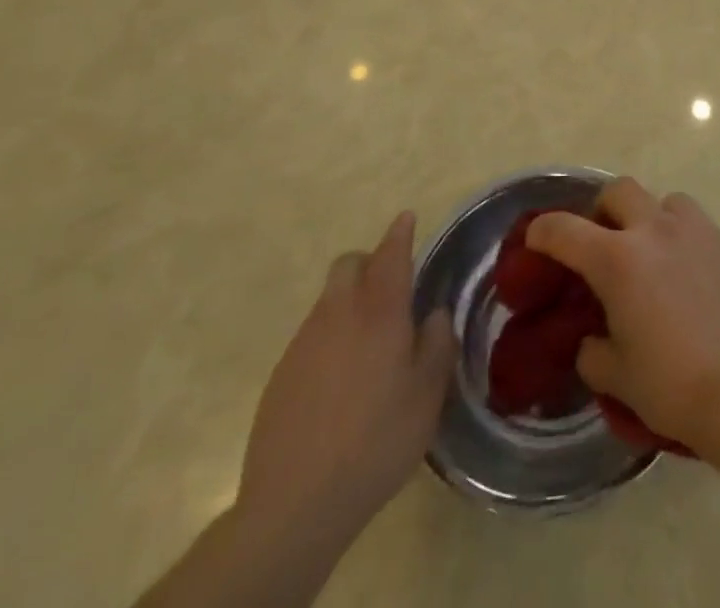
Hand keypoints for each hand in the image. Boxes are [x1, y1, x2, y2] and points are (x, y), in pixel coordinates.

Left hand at [236, 212, 454, 547]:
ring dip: (350, 300)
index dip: (400, 233)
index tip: (407, 217)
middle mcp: (339, 313)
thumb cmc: (377, 441)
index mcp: (380, 312)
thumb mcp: (428, 395)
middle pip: (349, 264)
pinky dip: (330, 336)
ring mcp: (304, 341)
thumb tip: (435, 313)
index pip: (391, 254)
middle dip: (370, 262)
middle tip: (391, 289)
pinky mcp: (282, 372)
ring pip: (329, 298)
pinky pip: (312, 334)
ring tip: (369, 342)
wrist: (295, 503)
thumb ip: (437, 344)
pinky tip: (340, 379)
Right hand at [526, 179, 719, 455]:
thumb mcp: (617, 377)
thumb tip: (593, 340)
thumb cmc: (673, 385)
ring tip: (652, 255)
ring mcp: (697, 232)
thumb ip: (594, 351)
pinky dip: (684, 241)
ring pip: (665, 201)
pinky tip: (690, 278)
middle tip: (602, 243)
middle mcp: (655, 230)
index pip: (565, 229)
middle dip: (602, 210)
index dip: (542, 231)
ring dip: (650, 219)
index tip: (535, 239)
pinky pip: (698, 227)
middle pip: (619, 190)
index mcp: (618, 259)